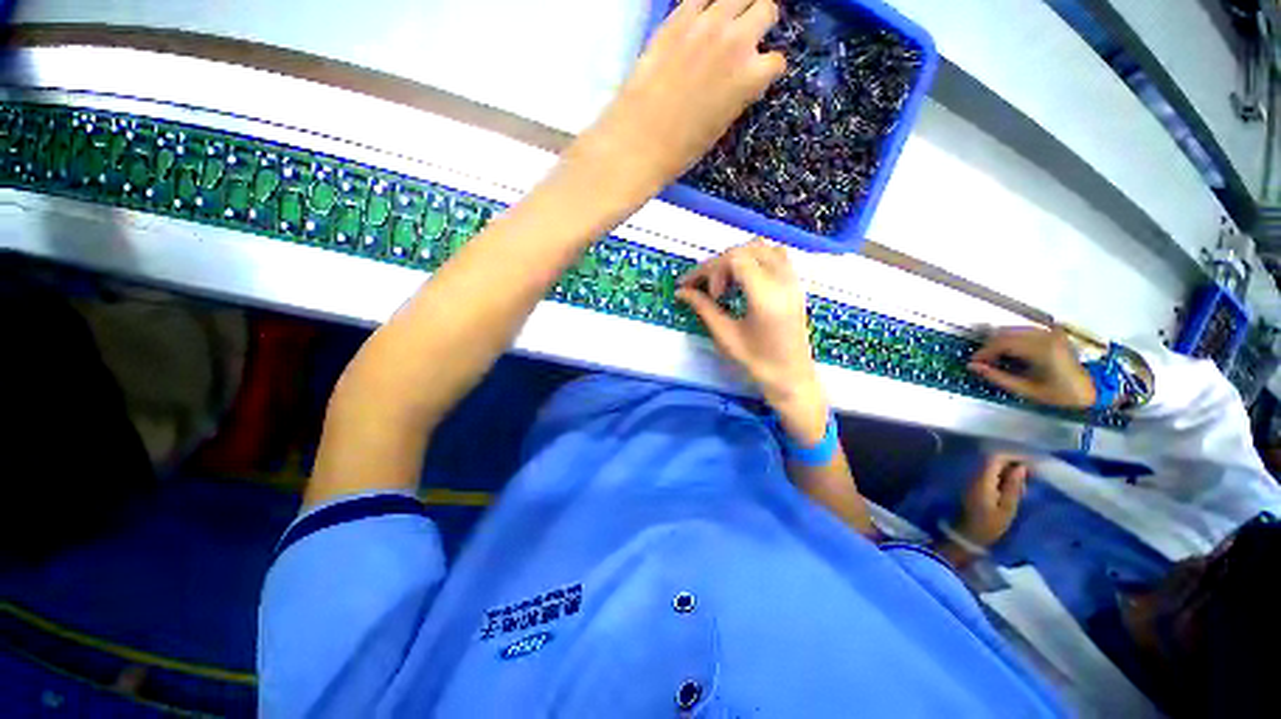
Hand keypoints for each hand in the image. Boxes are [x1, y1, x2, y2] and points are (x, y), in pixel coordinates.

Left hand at [568, 0, 785, 200]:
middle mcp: (736, 41)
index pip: (776, 60)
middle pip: (766, 7)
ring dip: (738, 5)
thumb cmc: (681, 149)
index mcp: (751, 78)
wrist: (639, 141)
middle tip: (746, 36)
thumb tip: (740, 80)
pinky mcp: (677, 19)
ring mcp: (706, 24)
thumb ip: (737, 94)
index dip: (767, 68)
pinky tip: (700, 18)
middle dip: (760, 22)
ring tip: (726, 21)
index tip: (757, 75)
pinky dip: (706, 4)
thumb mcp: (720, 126)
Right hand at [677, 240, 825, 440]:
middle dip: (720, 264)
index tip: (696, 290)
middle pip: (745, 250)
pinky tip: (744, 279)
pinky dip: (754, 259)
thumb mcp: (726, 336)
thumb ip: (703, 308)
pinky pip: (776, 256)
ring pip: (762, 247)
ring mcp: (792, 280)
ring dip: (737, 258)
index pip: (734, 259)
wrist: (792, 379)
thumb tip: (681, 292)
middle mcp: (783, 280)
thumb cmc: (758, 363)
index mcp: (766, 295)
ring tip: (725, 283)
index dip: (709, 269)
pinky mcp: (795, 285)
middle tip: (709, 291)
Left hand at [954, 454, 1028, 548]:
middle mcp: (974, 475)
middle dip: (1013, 463)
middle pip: (993, 460)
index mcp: (982, 479)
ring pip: (991, 467)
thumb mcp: (1007, 508)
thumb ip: (1013, 486)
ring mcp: (972, 479)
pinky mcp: (973, 485)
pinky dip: (1002, 476)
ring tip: (1026, 481)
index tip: (1031, 462)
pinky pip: (989, 474)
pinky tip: (1014, 486)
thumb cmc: (989, 525)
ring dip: (1008, 470)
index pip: (995, 458)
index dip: (1013, 456)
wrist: (967, 535)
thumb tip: (1020, 467)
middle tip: (1032, 474)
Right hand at [968, 327, 1096, 409]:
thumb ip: (998, 377)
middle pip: (1006, 333)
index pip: (1002, 343)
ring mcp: (1050, 333)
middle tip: (983, 361)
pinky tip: (1010, 352)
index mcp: (1041, 350)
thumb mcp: (1027, 390)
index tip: (974, 363)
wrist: (1091, 390)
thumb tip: (973, 367)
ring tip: (995, 358)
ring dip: (999, 342)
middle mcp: (1046, 336)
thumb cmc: (1060, 394)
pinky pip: (1024, 331)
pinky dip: (1011, 339)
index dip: (984, 352)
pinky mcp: (1052, 333)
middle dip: (990, 346)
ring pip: (1013, 330)